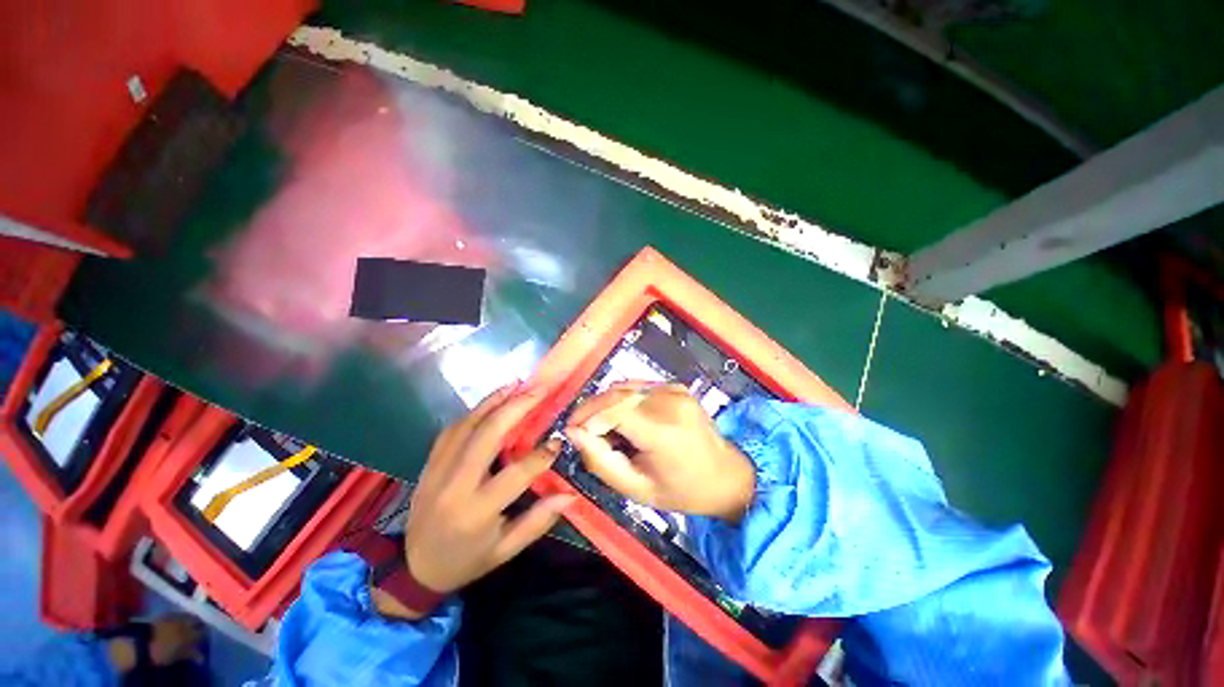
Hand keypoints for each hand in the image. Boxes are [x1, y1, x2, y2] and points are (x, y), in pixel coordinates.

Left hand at [402, 384, 575, 605]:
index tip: (559, 440)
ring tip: (518, 384)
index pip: (516, 474)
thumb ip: (538, 522)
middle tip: (540, 390)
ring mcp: (437, 470)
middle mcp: (455, 485)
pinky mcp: (429, 463)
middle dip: (517, 407)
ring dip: (494, 401)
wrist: (413, 568)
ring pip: (467, 425)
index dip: (541, 455)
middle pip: (488, 435)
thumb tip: (570, 496)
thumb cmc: (466, 560)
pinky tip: (491, 400)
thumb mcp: (505, 551)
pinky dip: (474, 411)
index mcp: (477, 511)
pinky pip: (452, 429)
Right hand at [565, 382, 754, 521]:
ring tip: (606, 431)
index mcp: (662, 430)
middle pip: (616, 393)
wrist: (727, 475)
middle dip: (592, 410)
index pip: (612, 407)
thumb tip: (572, 433)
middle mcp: (669, 400)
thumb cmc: (682, 490)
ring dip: (606, 405)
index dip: (586, 416)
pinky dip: (622, 400)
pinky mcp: (676, 386)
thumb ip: (600, 461)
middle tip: (584, 434)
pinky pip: (638, 387)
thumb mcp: (636, 488)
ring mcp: (674, 389)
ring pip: (624, 387)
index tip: (571, 433)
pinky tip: (625, 421)